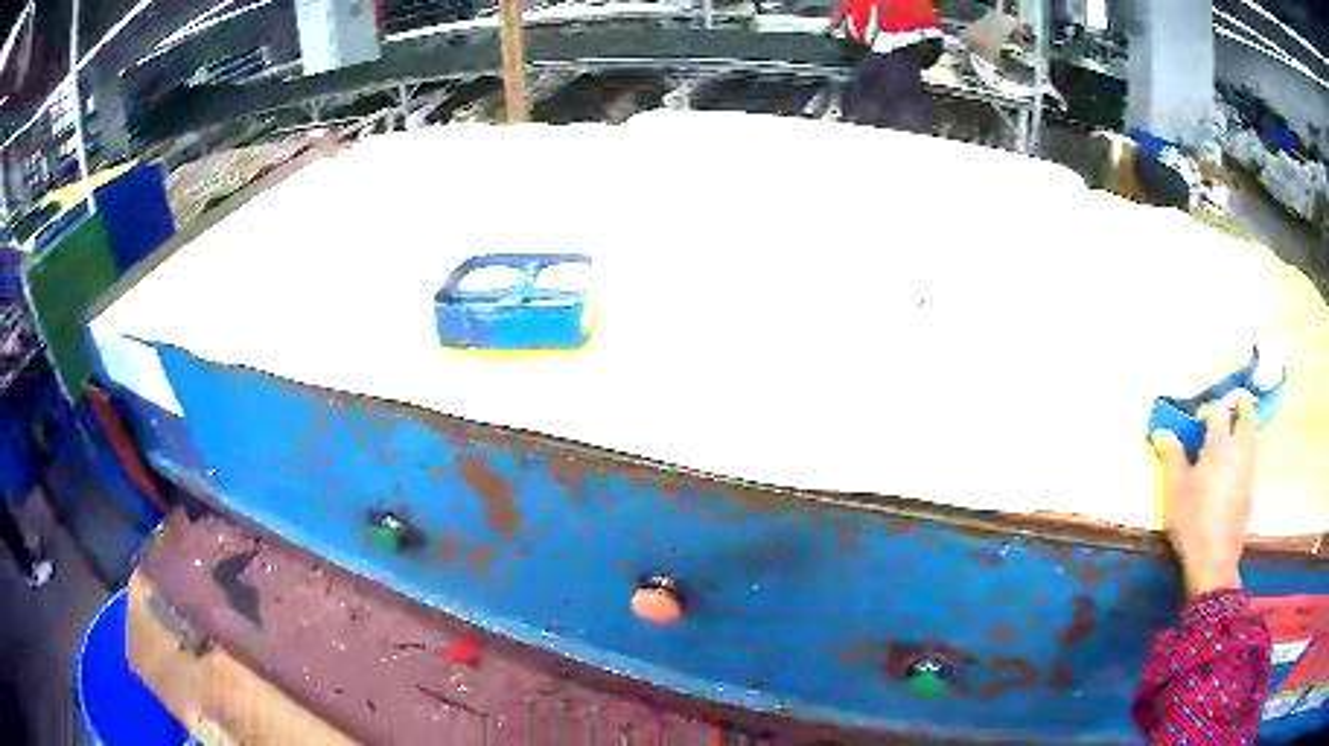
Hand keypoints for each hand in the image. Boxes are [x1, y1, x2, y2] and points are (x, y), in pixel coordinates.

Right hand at [1151, 389, 1258, 596]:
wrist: (1214, 560)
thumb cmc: (1192, 520)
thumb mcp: (1175, 490)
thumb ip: (1171, 456)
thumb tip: (1162, 432)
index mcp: (1220, 442)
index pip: (1218, 408)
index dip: (1208, 409)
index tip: (1197, 421)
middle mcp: (1239, 448)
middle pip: (1246, 412)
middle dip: (1239, 405)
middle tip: (1229, 408)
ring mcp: (1249, 468)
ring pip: (1252, 434)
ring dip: (1244, 427)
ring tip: (1231, 438)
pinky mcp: (1251, 489)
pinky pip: (1251, 458)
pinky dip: (1245, 452)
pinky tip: (1232, 470)